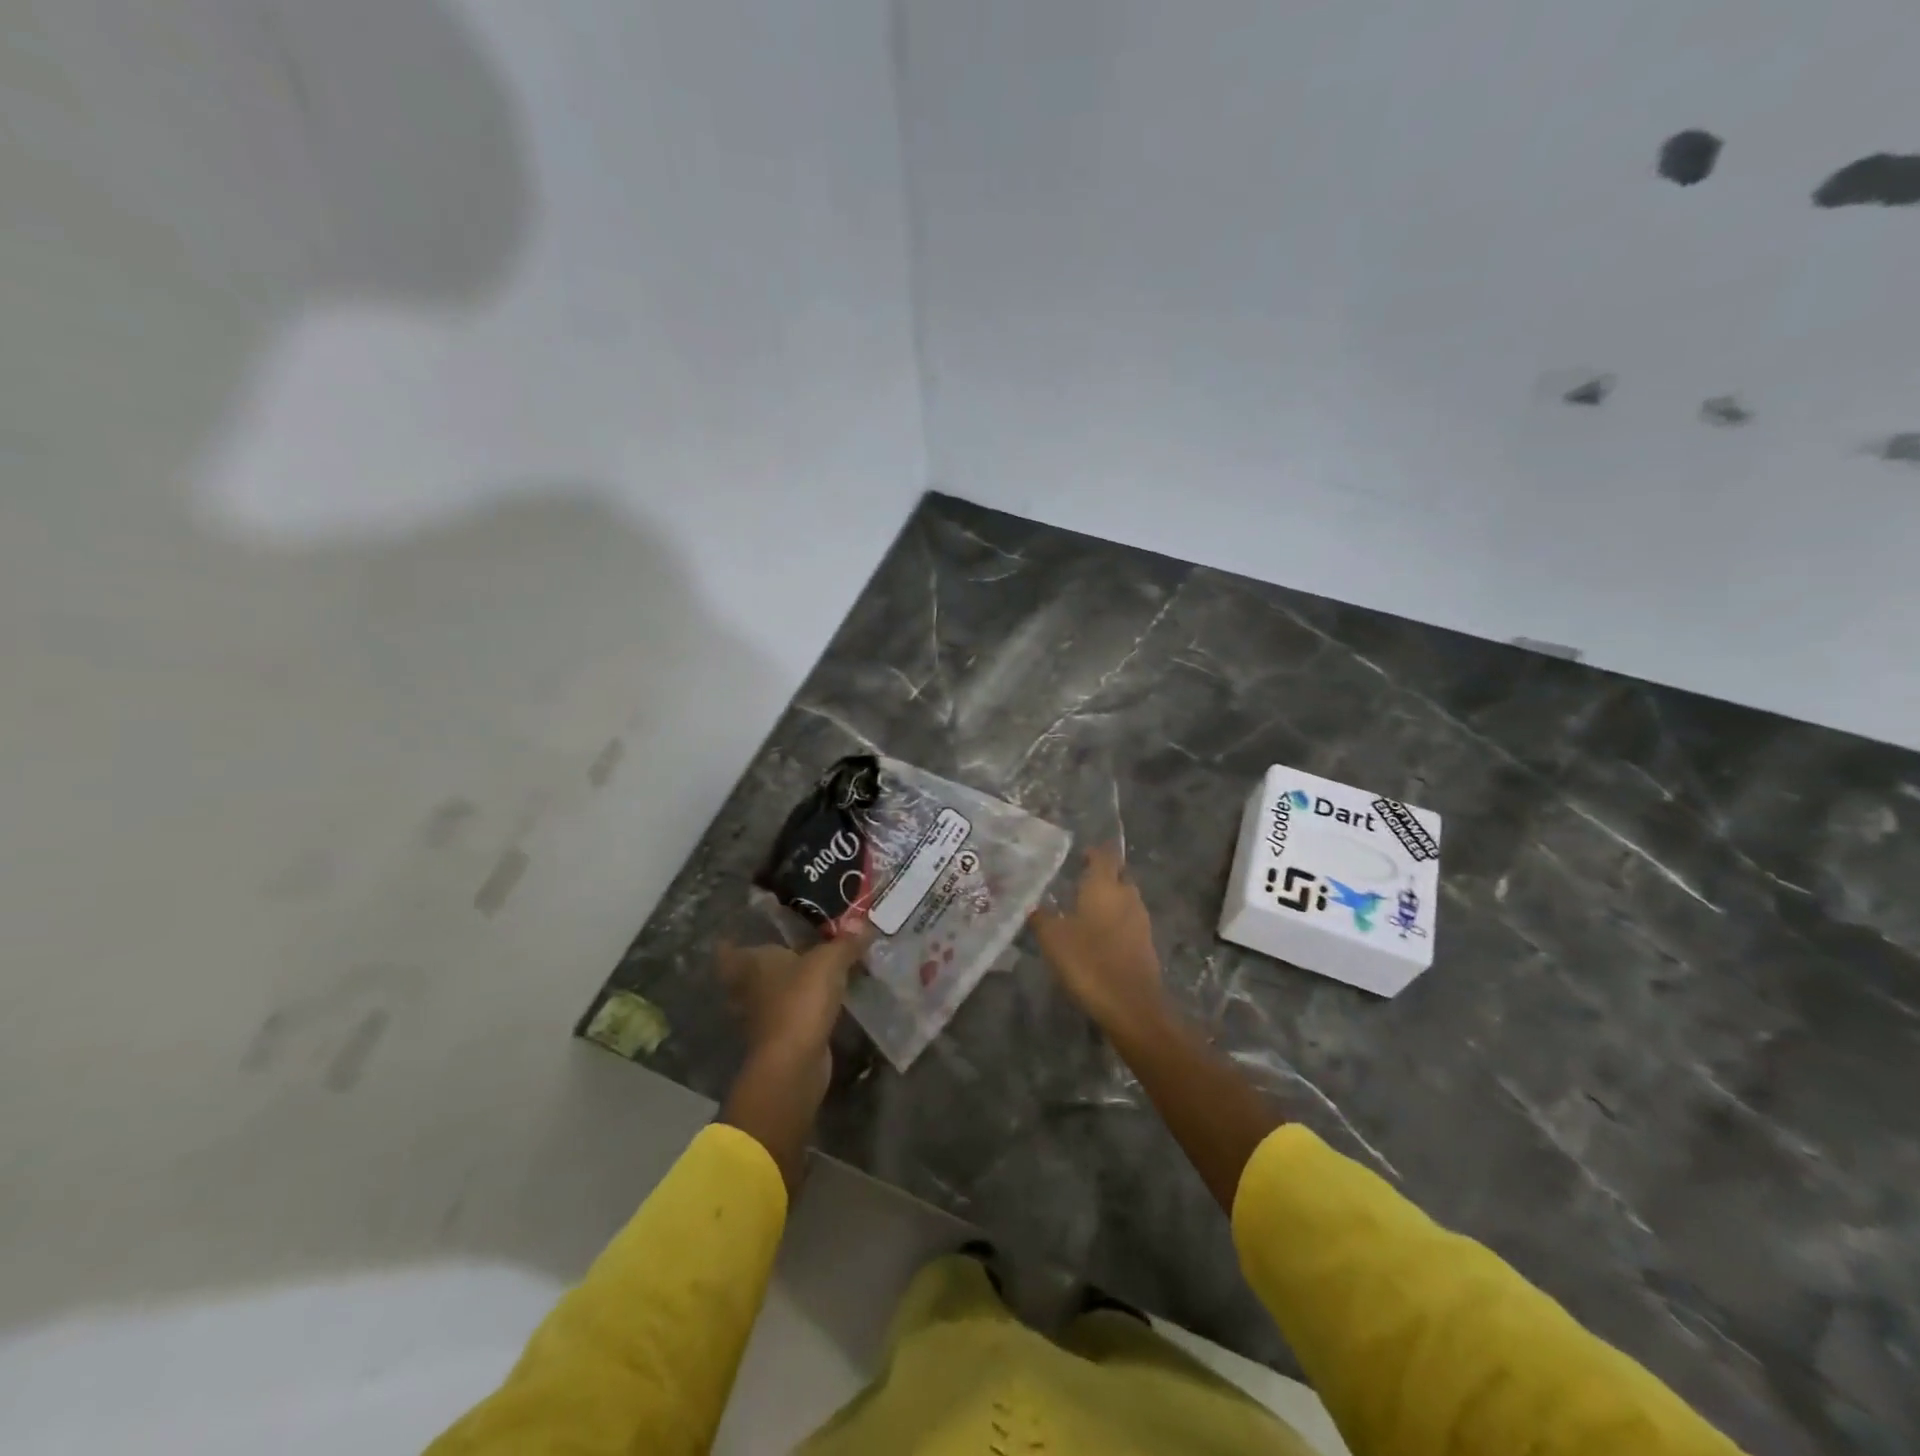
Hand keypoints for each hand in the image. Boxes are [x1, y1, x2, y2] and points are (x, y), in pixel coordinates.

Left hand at [718, 923, 871, 1073]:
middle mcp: (748, 989)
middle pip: (744, 975)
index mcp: (751, 964)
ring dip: (780, 990)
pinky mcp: (777, 1040)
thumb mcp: (829, 962)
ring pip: (765, 997)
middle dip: (760, 966)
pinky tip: (816, 1004)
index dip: (730, 943)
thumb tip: (865, 924)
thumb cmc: (801, 1000)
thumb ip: (846, 943)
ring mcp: (759, 1018)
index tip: (739, 935)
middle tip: (784, 953)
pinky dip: (795, 1011)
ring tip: (805, 977)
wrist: (794, 1063)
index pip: (728, 951)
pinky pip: (784, 1017)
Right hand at [1029, 845, 1167, 1036]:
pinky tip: (1099, 935)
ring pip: (1126, 899)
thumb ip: (1041, 917)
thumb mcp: (1053, 938)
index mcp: (1104, 886)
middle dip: (1104, 875)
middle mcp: (1127, 896)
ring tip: (1087, 909)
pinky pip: (1129, 922)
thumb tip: (1033, 906)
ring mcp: (1141, 921)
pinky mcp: (1146, 944)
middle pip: (1119, 875)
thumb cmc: (1088, 961)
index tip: (1080, 855)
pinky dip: (1116, 922)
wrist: (1131, 1005)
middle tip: (1081, 881)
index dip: (1094, 852)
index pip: (1104, 855)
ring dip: (1110, 900)